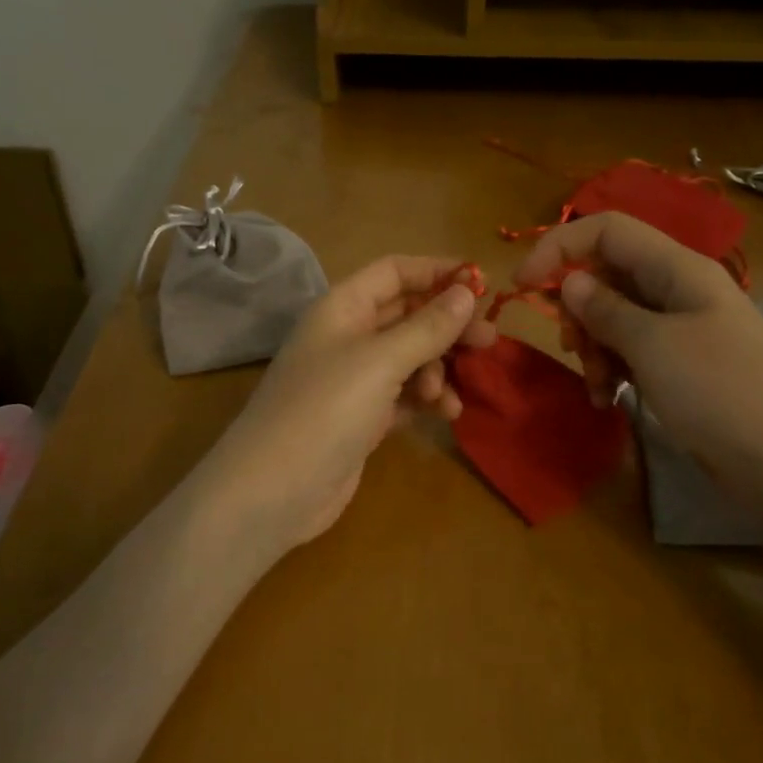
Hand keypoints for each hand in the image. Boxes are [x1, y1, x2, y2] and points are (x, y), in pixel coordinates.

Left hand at [199, 256, 495, 557]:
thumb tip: (466, 291)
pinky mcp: (363, 418)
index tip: (481, 285)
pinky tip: (447, 413)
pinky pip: (405, 396)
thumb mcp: (380, 361)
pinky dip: (427, 400)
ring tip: (451, 393)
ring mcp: (354, 380)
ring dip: (438, 369)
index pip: (394, 272)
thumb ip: (427, 327)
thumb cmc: (325, 410)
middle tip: (489, 341)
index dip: (436, 272)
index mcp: (343, 308)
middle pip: (407, 316)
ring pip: (410, 359)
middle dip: (447, 326)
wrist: (274, 490)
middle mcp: (348, 337)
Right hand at [515, 212, 762, 488]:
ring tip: (598, 386)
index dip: (559, 247)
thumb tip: (570, 281)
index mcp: (677, 268)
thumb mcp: (653, 346)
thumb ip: (605, 309)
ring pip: (615, 318)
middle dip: (579, 310)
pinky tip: (607, 399)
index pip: (606, 231)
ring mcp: (682, 330)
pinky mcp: (683, 367)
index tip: (521, 285)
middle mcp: (678, 290)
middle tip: (575, 350)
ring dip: (594, 347)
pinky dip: (613, 370)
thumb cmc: (721, 392)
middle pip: (608, 275)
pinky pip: (633, 352)